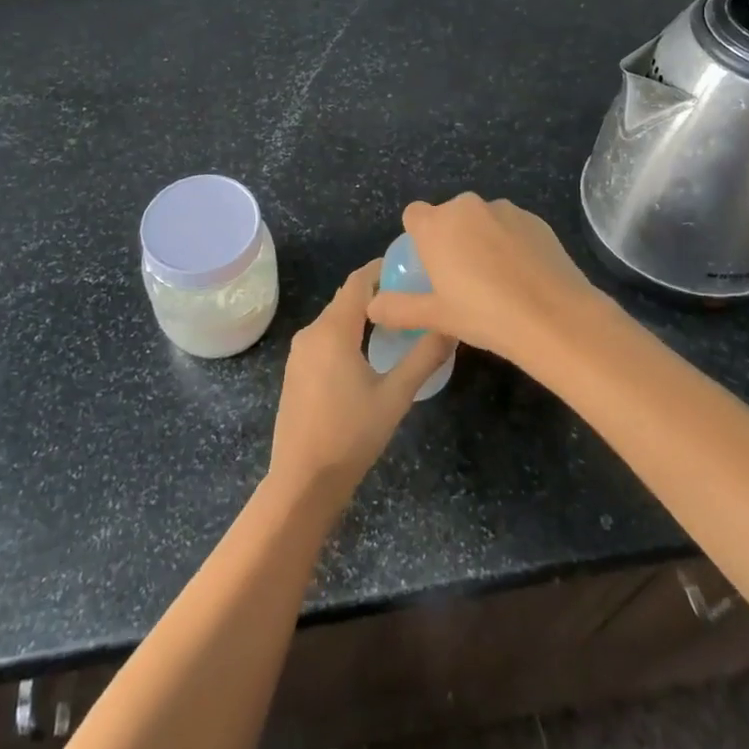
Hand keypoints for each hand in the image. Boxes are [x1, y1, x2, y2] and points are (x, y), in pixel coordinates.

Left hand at [268, 261, 454, 504]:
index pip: (357, 281)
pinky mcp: (296, 371)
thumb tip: (452, 326)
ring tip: (398, 322)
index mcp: (333, 330)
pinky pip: (325, 338)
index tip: (411, 269)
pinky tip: (369, 350)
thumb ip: (424, 357)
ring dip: (362, 315)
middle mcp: (311, 332)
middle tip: (412, 297)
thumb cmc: (351, 435)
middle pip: (346, 298)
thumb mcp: (396, 396)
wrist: (303, 480)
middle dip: (377, 292)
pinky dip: (347, 333)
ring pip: (335, 319)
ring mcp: (300, 352)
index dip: (382, 269)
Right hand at [368, 194, 615, 366]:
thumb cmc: (484, 315)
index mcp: (437, 226)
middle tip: (462, 279)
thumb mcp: (436, 317)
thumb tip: (372, 305)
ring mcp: (505, 210)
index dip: (418, 236)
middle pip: (449, 216)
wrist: (554, 317)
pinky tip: (523, 277)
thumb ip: (399, 308)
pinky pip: (512, 227)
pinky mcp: (536, 219)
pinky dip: (511, 243)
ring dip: (482, 239)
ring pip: (482, 220)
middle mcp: (467, 207)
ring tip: (497, 281)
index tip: (429, 266)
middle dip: (452, 238)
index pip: (414, 214)